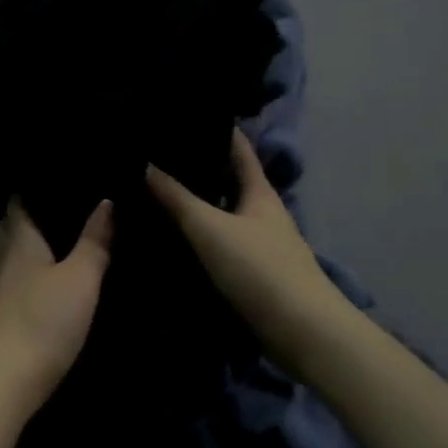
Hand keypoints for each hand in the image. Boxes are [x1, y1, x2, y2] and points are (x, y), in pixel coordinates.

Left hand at [0, 198, 113, 416]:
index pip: (19, 202)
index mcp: (19, 239)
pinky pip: (5, 284)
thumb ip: (94, 241)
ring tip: (51, 249)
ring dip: (23, 251)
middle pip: (9, 228)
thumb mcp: (81, 279)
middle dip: (29, 220)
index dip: (33, 192)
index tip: (55, 187)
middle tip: (59, 214)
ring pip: (5, 257)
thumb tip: (105, 202)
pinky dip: (19, 279)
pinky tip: (35, 289)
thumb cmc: (43, 320)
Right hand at [147, 129, 338, 356]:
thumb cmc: (259, 268)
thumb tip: (145, 164)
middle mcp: (262, 213)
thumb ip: (176, 198)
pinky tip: (175, 240)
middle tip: (158, 157)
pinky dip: (200, 238)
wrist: (302, 332)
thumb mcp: (210, 228)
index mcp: (259, 192)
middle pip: (230, 181)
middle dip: (200, 169)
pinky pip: (221, 244)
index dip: (218, 130)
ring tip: (157, 194)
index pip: (238, 148)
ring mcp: (260, 244)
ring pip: (224, 214)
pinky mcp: (254, 274)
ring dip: (198, 205)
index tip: (189, 115)